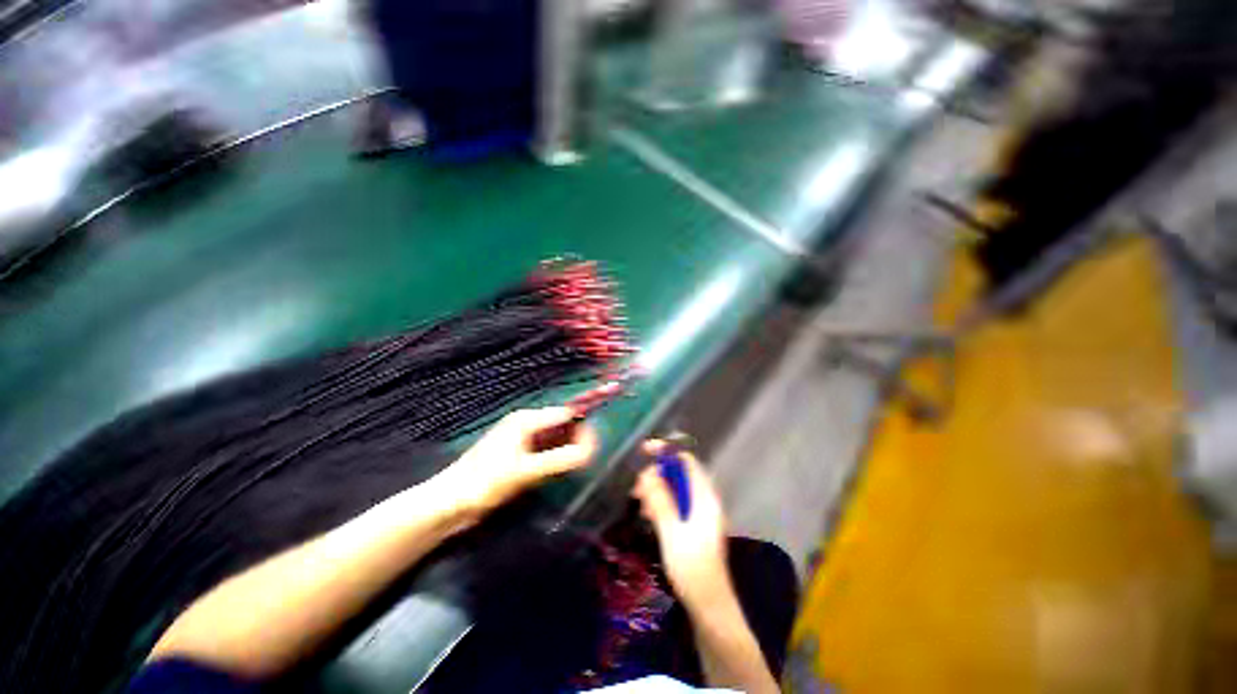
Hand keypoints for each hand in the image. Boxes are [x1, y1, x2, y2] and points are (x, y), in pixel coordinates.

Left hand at [442, 407, 598, 514]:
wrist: (449, 505)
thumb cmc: (485, 482)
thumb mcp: (525, 471)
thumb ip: (559, 460)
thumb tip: (591, 452)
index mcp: (525, 420)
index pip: (563, 414)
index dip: (583, 423)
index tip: (599, 440)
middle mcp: (525, 425)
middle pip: (560, 424)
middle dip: (577, 436)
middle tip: (592, 454)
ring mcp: (520, 441)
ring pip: (553, 438)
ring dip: (568, 446)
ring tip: (583, 460)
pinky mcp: (517, 456)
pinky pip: (545, 450)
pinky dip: (557, 456)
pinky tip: (564, 466)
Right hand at [633, 440, 730, 609]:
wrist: (709, 605)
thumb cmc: (692, 569)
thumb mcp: (672, 533)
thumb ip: (660, 501)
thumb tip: (648, 473)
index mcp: (705, 498)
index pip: (686, 461)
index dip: (667, 452)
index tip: (644, 451)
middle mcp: (704, 500)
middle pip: (679, 474)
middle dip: (656, 475)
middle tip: (636, 489)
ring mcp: (700, 512)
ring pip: (675, 488)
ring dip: (656, 490)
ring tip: (639, 503)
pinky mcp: (693, 524)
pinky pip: (675, 503)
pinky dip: (661, 503)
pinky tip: (648, 515)